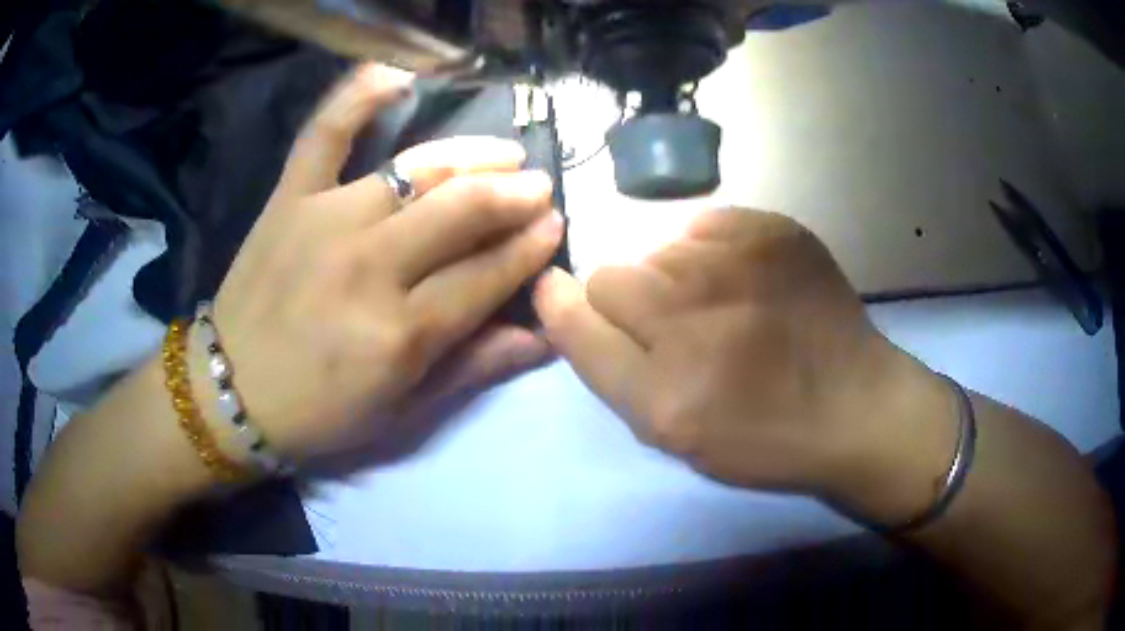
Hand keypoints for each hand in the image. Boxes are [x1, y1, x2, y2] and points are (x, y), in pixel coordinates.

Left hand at [196, 64, 563, 460]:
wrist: (231, 394)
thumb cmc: (319, 415)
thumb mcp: (402, 415)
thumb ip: (473, 370)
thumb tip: (543, 336)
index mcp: (401, 334)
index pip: (488, 273)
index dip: (531, 247)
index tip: (555, 226)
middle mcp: (369, 267)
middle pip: (462, 211)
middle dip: (515, 195)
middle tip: (539, 188)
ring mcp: (324, 221)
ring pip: (415, 169)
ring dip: (471, 155)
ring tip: (504, 153)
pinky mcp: (288, 199)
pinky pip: (325, 132)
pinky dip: (359, 95)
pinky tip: (398, 76)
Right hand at [534, 209, 958, 524]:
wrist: (854, 405)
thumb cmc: (762, 435)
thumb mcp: (673, 432)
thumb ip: (608, 367)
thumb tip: (564, 295)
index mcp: (663, 389)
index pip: (575, 314)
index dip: (566, 307)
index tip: (569, 301)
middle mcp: (691, 314)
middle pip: (611, 275)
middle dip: (629, 303)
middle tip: (675, 330)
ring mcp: (737, 262)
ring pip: (659, 250)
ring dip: (675, 279)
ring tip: (722, 309)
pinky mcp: (772, 230)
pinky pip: (704, 224)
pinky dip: (713, 251)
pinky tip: (747, 280)